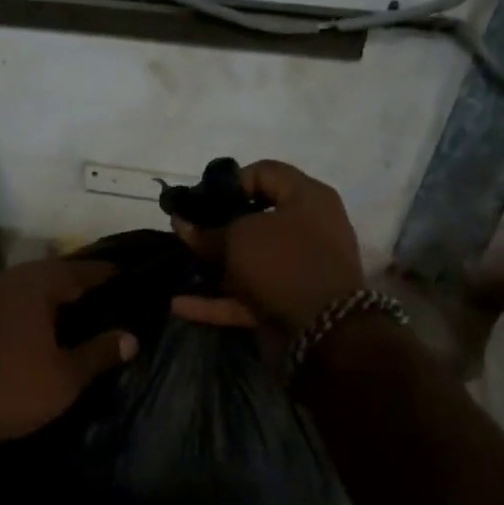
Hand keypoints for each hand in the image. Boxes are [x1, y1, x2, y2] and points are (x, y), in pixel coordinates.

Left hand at [0, 258, 137, 452]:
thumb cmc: (12, 391)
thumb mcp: (65, 377)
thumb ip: (100, 353)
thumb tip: (131, 338)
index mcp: (34, 287)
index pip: (77, 270)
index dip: (102, 272)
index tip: (122, 274)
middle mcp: (5, 280)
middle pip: (46, 271)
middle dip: (72, 279)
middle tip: (96, 290)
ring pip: (20, 284)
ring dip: (43, 291)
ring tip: (65, 306)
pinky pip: (1, 299)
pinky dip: (20, 305)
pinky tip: (27, 324)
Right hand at [170, 160, 363, 335]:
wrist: (324, 332)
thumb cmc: (284, 263)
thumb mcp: (239, 237)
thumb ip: (207, 231)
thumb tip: (182, 224)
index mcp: (307, 198)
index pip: (265, 172)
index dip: (229, 182)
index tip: (200, 201)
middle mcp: (306, 229)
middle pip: (254, 219)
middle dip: (216, 226)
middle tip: (184, 232)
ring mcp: (296, 269)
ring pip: (248, 260)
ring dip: (213, 265)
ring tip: (179, 264)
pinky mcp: (286, 302)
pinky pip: (245, 296)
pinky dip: (215, 300)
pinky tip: (179, 304)